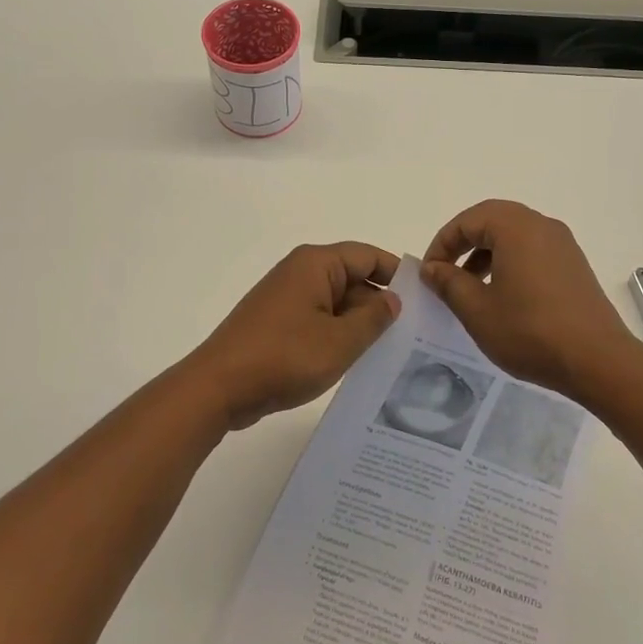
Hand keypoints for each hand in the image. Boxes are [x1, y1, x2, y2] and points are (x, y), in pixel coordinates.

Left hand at [180, 243, 401, 429]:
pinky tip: (354, 362)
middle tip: (413, 335)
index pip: (368, 256)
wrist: (218, 387)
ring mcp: (286, 298)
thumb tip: (392, 299)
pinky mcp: (277, 322)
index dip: (397, 275)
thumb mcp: (340, 341)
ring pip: (336, 303)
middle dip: (380, 305)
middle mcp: (300, 272)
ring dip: (359, 324)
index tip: (425, 301)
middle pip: (353, 278)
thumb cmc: (283, 357)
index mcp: (316, 264)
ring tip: (390, 352)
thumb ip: (373, 318)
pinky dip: (337, 335)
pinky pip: (318, 319)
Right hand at [421, 200, 636, 398]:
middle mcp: (541, 225)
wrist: (598, 361)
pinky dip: (510, 262)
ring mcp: (562, 244)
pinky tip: (503, 295)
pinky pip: (533, 250)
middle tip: (445, 272)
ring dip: (486, 253)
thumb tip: (432, 268)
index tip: (429, 273)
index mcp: (515, 227)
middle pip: (491, 220)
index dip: (442, 244)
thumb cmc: (530, 331)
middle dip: (463, 243)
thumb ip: (448, 282)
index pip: (467, 221)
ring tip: (471, 287)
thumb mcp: (477, 309)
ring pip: (513, 235)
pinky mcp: (574, 265)